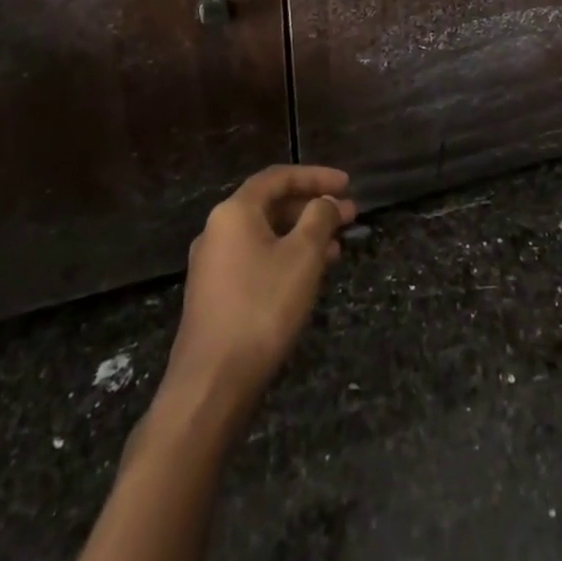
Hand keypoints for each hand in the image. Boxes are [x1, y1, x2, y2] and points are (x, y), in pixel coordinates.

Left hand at [162, 165, 356, 426]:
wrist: (211, 384)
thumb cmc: (262, 308)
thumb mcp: (302, 256)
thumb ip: (319, 218)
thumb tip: (326, 202)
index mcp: (234, 212)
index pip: (278, 177)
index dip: (316, 176)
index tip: (348, 185)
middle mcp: (218, 230)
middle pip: (271, 205)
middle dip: (313, 207)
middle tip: (350, 216)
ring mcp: (213, 265)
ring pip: (266, 235)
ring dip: (303, 234)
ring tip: (339, 246)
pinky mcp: (216, 295)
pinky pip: (257, 259)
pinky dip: (286, 257)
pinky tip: (310, 274)